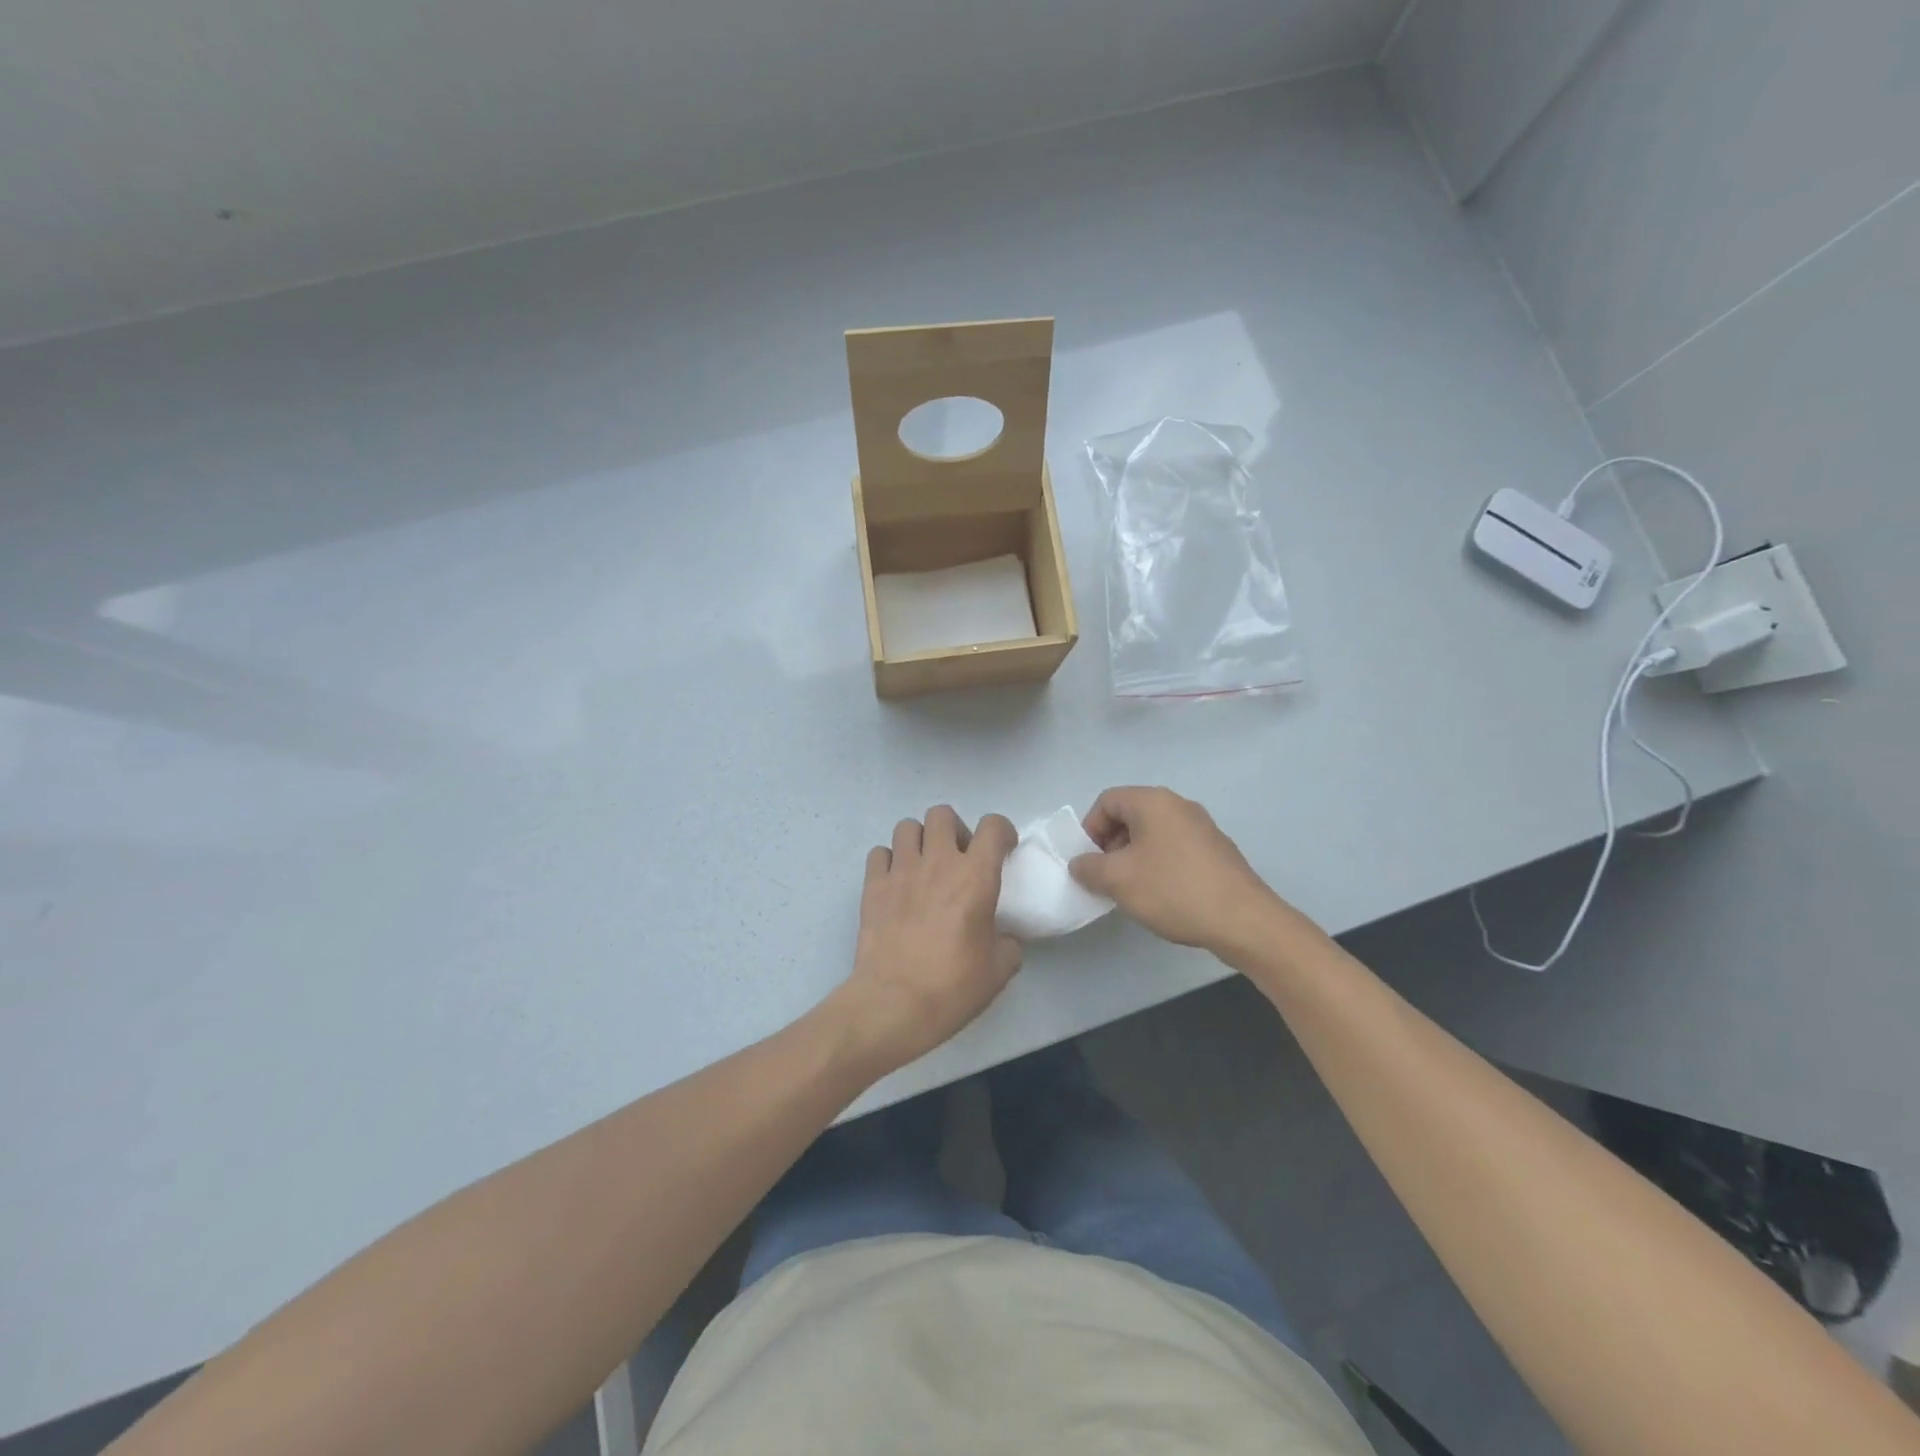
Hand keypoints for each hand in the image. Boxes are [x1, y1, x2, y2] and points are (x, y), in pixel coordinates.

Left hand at [831, 806, 1022, 1074]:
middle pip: (943, 814)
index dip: (1002, 831)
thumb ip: (1008, 943)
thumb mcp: (999, 970)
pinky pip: (879, 853)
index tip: (1003, 850)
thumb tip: (1003, 938)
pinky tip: (896, 883)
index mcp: (975, 877)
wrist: (893, 1004)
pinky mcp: (873, 886)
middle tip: (959, 858)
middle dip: (955, 829)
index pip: (992, 826)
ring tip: (924, 866)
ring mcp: (900, 871)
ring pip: (907, 826)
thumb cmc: (952, 987)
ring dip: (920, 840)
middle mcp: (937, 862)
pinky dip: (889, 861)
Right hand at [1069, 786, 1293, 955]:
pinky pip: (1174, 847)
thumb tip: (1080, 863)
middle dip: (1111, 844)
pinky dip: (1159, 864)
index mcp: (1153, 802)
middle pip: (1130, 815)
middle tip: (1107, 877)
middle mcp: (1179, 805)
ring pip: (1153, 833)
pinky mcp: (1216, 851)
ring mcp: (1202, 827)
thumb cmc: (1173, 890)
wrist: (1243, 920)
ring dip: (1134, 857)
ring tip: (1133, 890)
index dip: (1089, 829)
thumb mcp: (1118, 880)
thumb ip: (1089, 868)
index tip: (1090, 862)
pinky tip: (1162, 895)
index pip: (1107, 801)